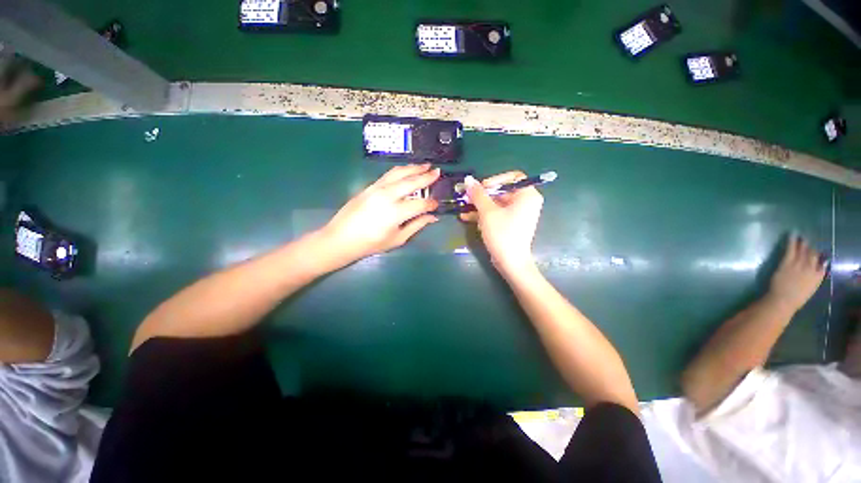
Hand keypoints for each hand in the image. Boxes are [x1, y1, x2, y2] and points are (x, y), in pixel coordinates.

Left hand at [319, 164, 439, 267]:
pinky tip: (407, 171)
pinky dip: (401, 171)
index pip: (420, 204)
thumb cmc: (371, 243)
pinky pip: (388, 175)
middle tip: (438, 172)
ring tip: (425, 165)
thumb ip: (416, 226)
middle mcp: (387, 196)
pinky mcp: (369, 186)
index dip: (431, 204)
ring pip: (399, 173)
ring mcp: (377, 189)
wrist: (341, 238)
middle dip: (426, 177)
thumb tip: (432, 217)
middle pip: (411, 182)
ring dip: (413, 168)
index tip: (436, 204)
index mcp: (396, 213)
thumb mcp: (397, 239)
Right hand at [460, 171, 542, 275]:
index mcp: (527, 195)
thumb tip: (468, 179)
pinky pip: (497, 214)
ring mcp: (518, 214)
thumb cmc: (502, 233)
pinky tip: (466, 217)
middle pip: (502, 191)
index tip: (481, 187)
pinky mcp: (511, 224)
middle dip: (482, 195)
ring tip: (463, 208)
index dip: (495, 180)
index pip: (513, 177)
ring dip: (479, 206)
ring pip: (496, 204)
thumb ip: (478, 194)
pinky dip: (484, 215)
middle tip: (467, 198)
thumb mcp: (487, 212)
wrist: (510, 262)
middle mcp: (526, 202)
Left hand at [766, 234, 826, 312]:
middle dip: (811, 247)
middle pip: (813, 255)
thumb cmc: (795, 299)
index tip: (818, 252)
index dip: (819, 257)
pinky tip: (791, 235)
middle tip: (807, 240)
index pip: (822, 264)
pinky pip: (791, 249)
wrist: (783, 300)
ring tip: (801, 236)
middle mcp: (811, 269)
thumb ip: (814, 278)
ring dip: (802, 242)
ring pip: (803, 250)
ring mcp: (799, 265)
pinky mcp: (788, 263)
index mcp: (818, 277)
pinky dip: (792, 241)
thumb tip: (817, 269)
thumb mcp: (810, 289)